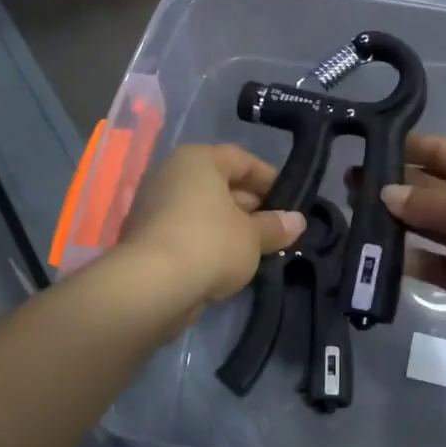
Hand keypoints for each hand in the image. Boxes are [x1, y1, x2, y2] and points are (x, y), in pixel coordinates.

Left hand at [120, 145, 304, 305]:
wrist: (151, 287)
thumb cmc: (210, 244)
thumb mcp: (253, 236)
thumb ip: (276, 226)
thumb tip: (297, 221)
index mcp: (197, 160)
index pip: (242, 159)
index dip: (270, 179)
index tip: (291, 202)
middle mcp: (173, 175)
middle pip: (221, 184)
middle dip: (252, 206)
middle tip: (278, 228)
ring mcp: (156, 207)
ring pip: (205, 211)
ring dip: (232, 228)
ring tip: (261, 249)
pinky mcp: (148, 238)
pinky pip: (189, 232)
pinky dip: (210, 243)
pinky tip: (232, 264)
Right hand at [371, 133, 445, 350]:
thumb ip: (426, 203)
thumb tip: (385, 193)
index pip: (440, 152)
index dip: (405, 149)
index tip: (366, 146)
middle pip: (427, 188)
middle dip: (392, 187)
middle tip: (348, 184)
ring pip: (423, 225)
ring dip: (393, 222)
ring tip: (352, 216)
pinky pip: (427, 260)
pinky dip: (404, 258)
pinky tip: (373, 254)